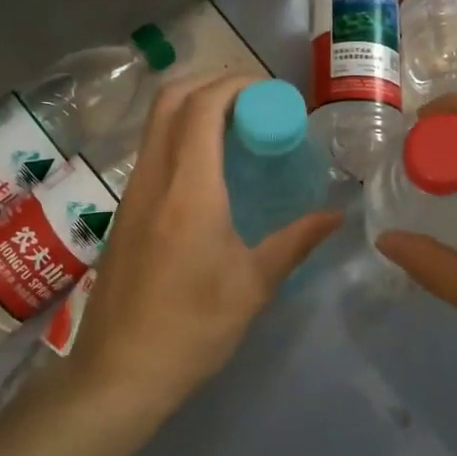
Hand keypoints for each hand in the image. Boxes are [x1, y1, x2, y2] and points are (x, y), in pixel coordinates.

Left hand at [68, 73, 342, 418]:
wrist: (119, 372)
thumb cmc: (193, 328)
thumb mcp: (254, 285)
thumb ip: (297, 240)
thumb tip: (337, 215)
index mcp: (189, 190)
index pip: (203, 107)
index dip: (236, 85)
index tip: (270, 94)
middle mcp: (154, 178)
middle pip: (170, 99)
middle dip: (212, 83)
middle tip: (254, 102)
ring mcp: (132, 193)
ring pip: (156, 123)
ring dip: (194, 108)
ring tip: (237, 129)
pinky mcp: (124, 211)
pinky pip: (152, 150)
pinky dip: (181, 136)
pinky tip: (210, 168)